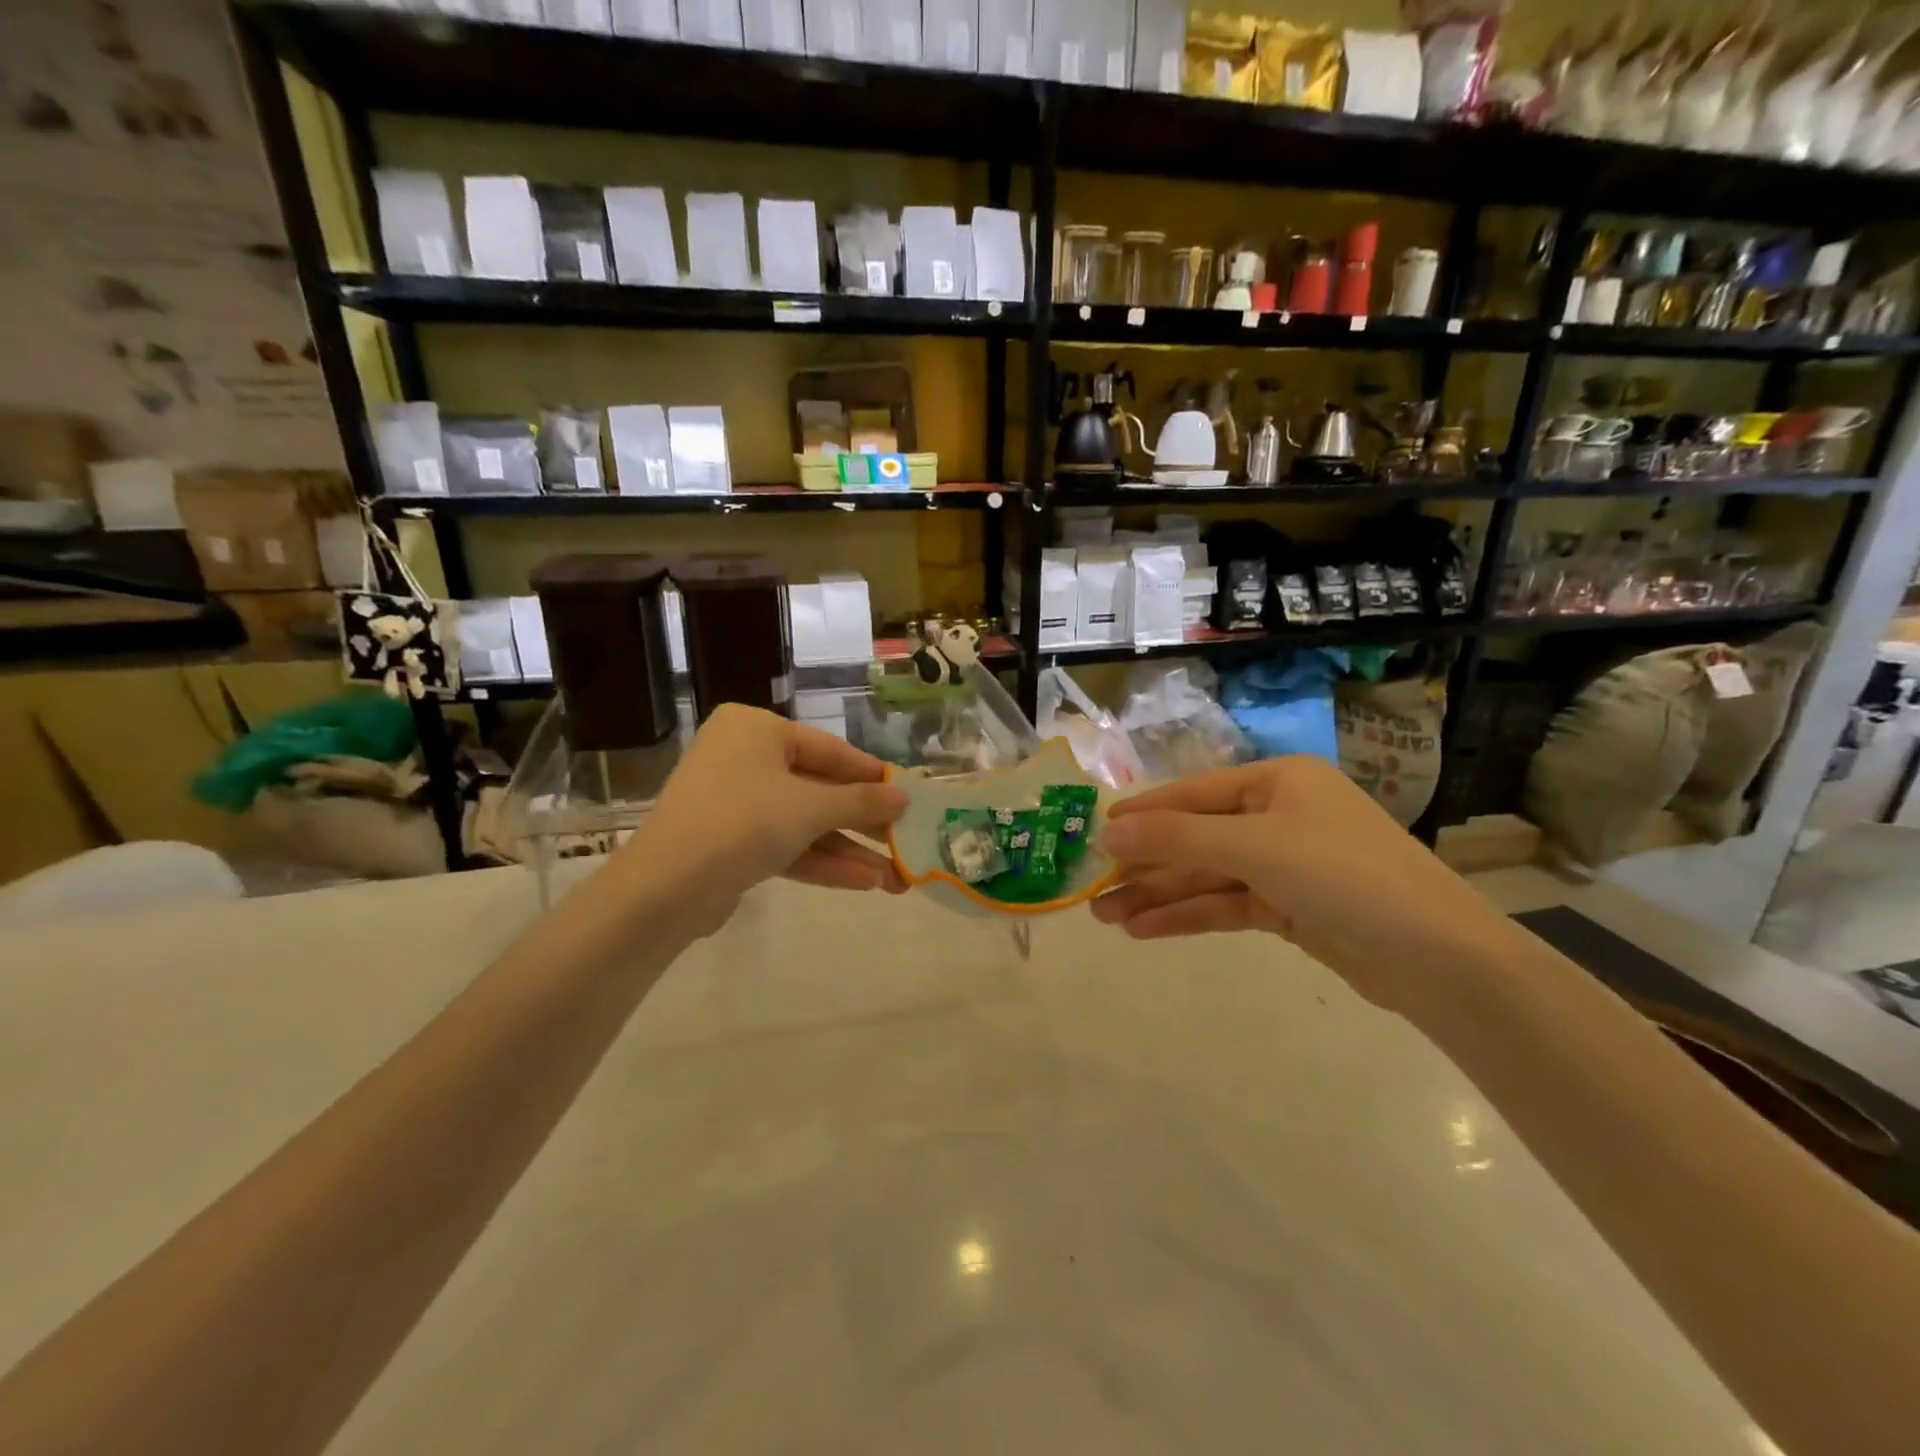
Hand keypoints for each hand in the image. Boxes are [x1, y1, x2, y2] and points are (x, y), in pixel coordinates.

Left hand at [618, 705, 906, 931]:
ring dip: (848, 850)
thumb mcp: (810, 807)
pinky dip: (820, 861)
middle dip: (863, 824)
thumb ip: (861, 801)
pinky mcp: (729, 841)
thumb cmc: (743, 822)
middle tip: (905, 842)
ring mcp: (734, 801)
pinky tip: (864, 883)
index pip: (830, 750)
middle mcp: (744, 757)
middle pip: (818, 788)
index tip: (908, 797)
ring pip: (804, 822)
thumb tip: (903, 797)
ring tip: (895, 878)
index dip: (872, 777)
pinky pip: (784, 843)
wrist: (665, 888)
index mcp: (756, 729)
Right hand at [1091, 756, 1511, 1012]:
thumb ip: (1178, 838)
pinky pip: (1226, 904)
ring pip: (1207, 876)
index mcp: (1277, 782)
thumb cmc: (1345, 876)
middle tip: (1092, 888)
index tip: (1095, 832)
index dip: (1143, 814)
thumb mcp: (1255, 847)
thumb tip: (1109, 827)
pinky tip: (1146, 930)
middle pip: (1196, 838)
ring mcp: (1285, 864)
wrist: (1438, 960)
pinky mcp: (1289, 908)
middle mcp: (1279, 816)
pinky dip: (1188, 916)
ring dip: (1158, 895)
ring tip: (1106, 917)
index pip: (1193, 795)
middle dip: (1145, 864)